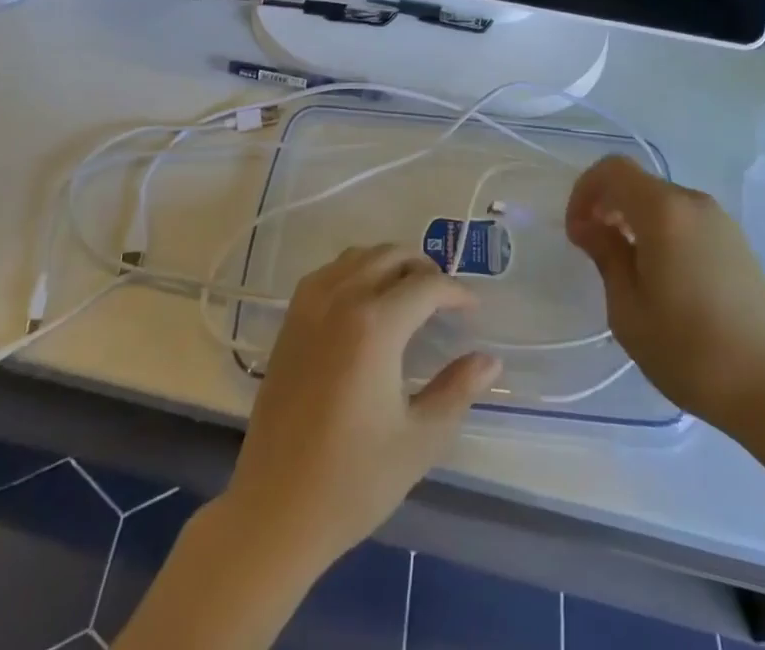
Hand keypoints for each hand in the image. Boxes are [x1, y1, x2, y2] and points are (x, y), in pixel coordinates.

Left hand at [220, 244, 501, 571]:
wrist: (274, 510)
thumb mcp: (419, 440)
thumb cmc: (353, 481)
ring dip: (390, 263)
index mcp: (374, 326)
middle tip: (445, 300)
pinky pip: (330, 271)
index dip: (456, 292)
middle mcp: (341, 300)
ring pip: (359, 255)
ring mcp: (309, 306)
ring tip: (410, 294)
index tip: (473, 309)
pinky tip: (366, 302)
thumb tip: (490, 360)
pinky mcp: (290, 320)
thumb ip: (457, 391)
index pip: (426, 286)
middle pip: (391, 256)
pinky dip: (356, 270)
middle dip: (425, 268)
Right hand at [565, 155, 764, 432]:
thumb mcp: (628, 309)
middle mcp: (694, 203)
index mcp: (664, 211)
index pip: (613, 170)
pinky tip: (662, 277)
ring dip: (634, 219)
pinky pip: (686, 220)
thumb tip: (590, 226)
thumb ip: (606, 255)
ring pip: (663, 202)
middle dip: (608, 205)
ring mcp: (721, 222)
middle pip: (639, 183)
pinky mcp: (737, 243)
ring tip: (626, 267)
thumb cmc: (689, 350)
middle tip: (593, 248)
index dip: (585, 191)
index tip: (577, 232)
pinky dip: (661, 231)